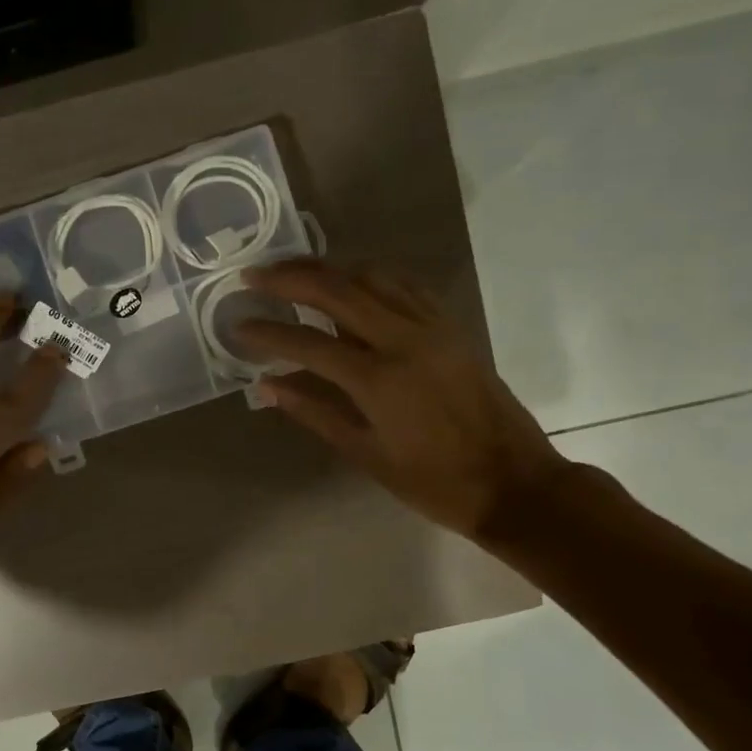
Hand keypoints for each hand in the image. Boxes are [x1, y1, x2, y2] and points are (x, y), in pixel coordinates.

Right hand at [238, 259, 568, 539]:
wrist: (514, 482)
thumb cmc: (433, 481)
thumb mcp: (365, 454)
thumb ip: (314, 412)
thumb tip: (267, 384)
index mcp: (378, 379)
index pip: (307, 342)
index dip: (267, 332)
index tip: (237, 325)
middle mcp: (404, 339)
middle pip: (338, 289)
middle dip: (290, 277)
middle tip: (254, 274)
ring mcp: (432, 328)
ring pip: (372, 276)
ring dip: (328, 268)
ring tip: (294, 271)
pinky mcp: (451, 327)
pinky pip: (404, 286)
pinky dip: (368, 277)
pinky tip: (350, 282)